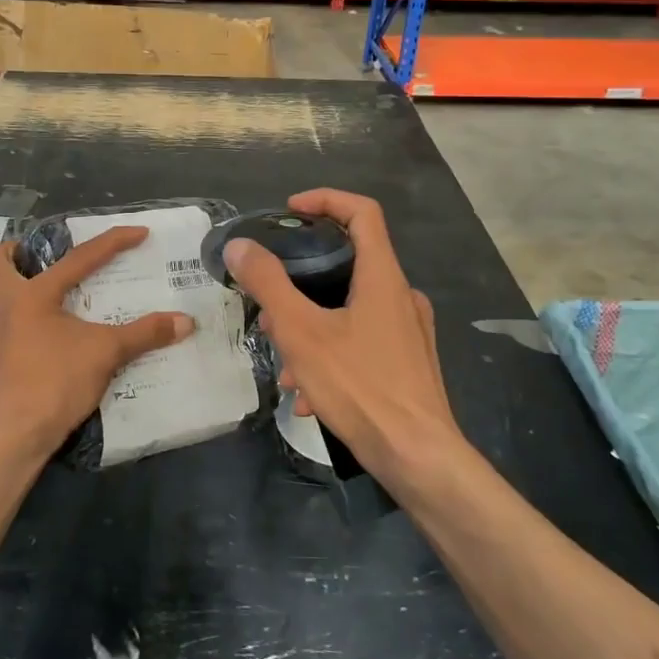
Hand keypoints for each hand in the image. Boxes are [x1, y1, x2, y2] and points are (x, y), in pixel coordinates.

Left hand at [0, 227, 192, 456]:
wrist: (17, 435)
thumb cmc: (55, 381)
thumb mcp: (106, 352)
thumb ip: (145, 333)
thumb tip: (185, 321)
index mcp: (32, 294)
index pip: (79, 257)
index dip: (113, 241)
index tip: (140, 233)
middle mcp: (10, 306)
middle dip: (19, 250)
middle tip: (52, 253)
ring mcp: (4, 332)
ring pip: (6, 293)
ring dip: (30, 282)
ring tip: (68, 288)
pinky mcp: (8, 356)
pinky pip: (19, 320)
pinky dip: (39, 314)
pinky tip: (66, 328)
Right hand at [224, 190, 463, 481]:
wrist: (418, 458)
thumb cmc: (360, 386)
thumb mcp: (301, 332)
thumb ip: (268, 284)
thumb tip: (240, 246)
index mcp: (383, 276)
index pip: (362, 212)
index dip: (325, 200)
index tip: (290, 211)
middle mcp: (402, 296)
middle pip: (349, 263)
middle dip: (302, 282)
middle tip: (271, 306)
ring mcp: (409, 332)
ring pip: (350, 310)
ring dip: (312, 328)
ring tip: (285, 365)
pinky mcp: (409, 363)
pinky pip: (362, 343)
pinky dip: (331, 355)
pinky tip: (309, 395)